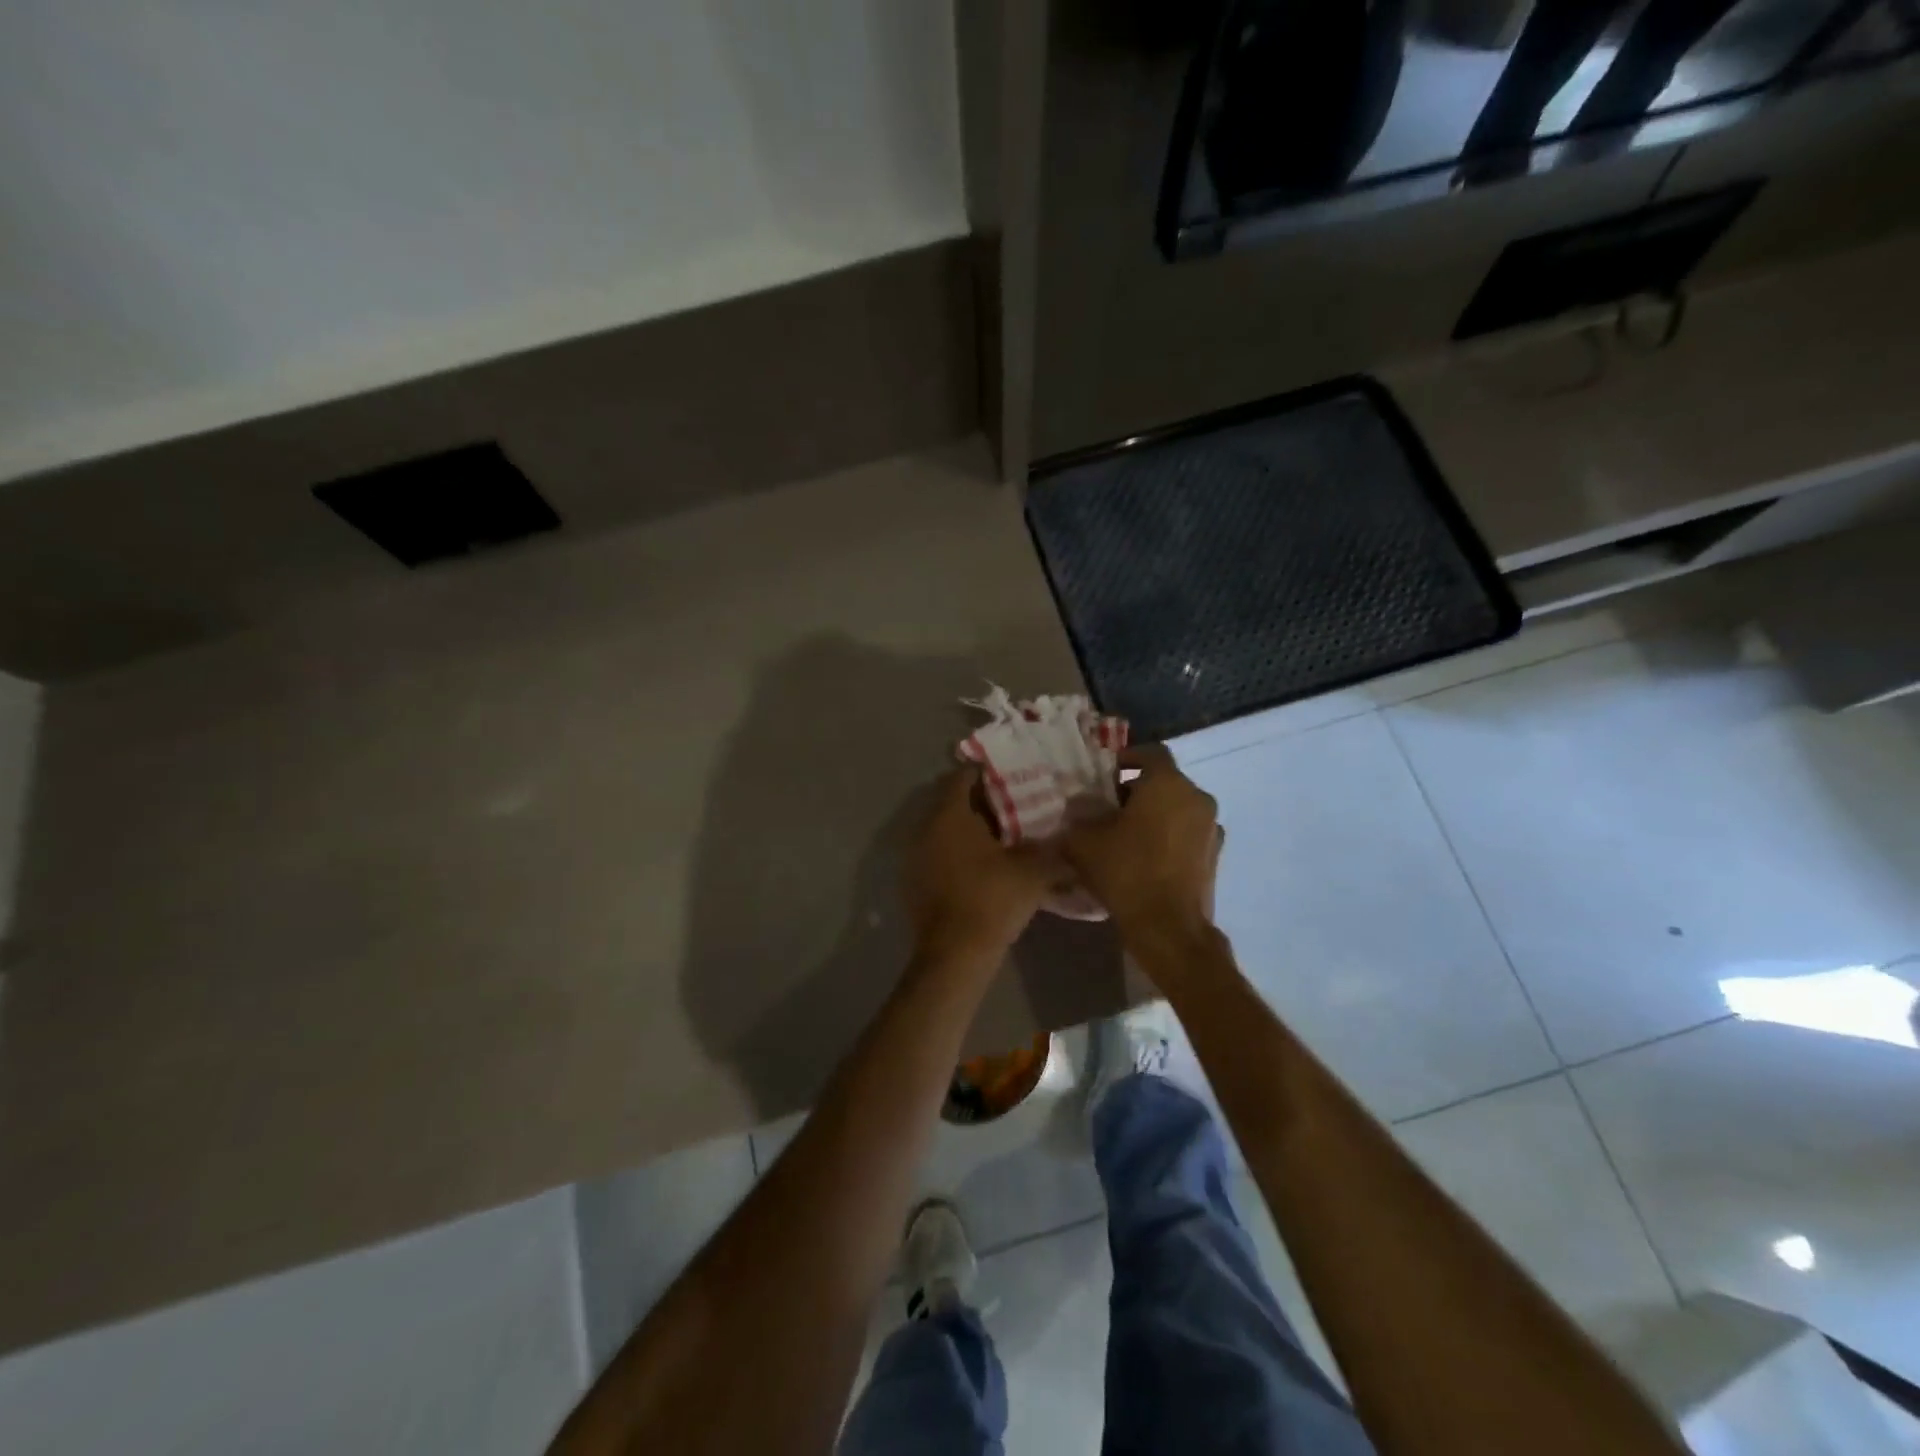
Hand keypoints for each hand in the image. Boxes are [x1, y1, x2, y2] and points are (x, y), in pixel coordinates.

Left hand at [904, 768, 1066, 965]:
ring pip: (946, 830)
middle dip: (983, 803)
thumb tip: (1070, 835)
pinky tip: (985, 867)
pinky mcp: (916, 881)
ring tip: (1004, 838)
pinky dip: (960, 853)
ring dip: (971, 830)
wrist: (955, 954)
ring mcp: (917, 856)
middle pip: (953, 803)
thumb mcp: (1033, 871)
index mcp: (950, 815)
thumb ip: (1052, 847)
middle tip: (1015, 807)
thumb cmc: (992, 900)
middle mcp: (926, 828)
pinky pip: (941, 854)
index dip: (987, 773)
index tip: (1011, 776)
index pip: (962, 776)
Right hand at [1063, 744, 1221, 944]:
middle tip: (1108, 808)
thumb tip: (1077, 807)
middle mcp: (1196, 798)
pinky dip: (1169, 837)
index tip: (1104, 775)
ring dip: (1155, 814)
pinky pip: (1187, 834)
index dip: (1126, 758)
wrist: (1169, 927)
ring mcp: (1211, 828)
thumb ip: (1078, 816)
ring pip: (1178, 808)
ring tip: (1126, 835)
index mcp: (1168, 783)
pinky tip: (1146, 858)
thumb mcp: (1084, 841)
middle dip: (1137, 790)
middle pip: (1164, 781)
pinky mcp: (1214, 856)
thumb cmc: (1126, 871)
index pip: (1150, 752)